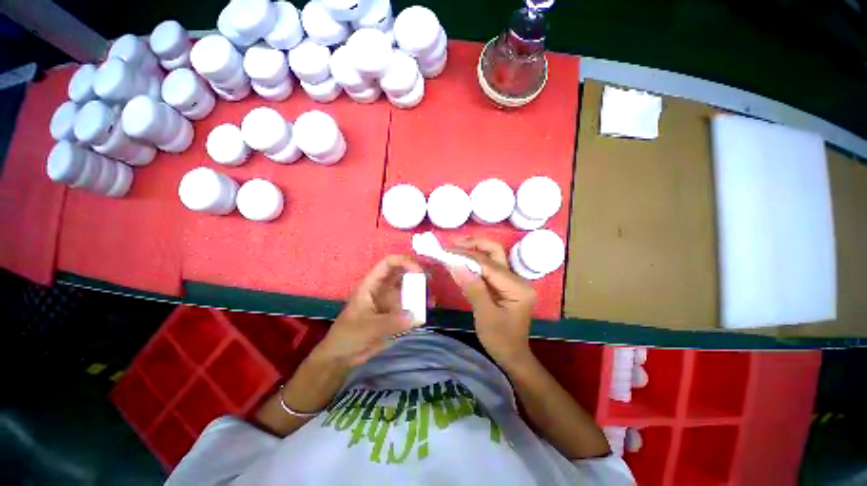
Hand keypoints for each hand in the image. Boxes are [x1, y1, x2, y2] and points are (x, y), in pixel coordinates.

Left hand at [315, 255, 422, 366]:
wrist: (343, 356)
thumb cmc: (348, 336)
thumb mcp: (368, 327)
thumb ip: (391, 322)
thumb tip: (416, 318)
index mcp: (372, 284)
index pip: (389, 263)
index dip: (405, 262)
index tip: (419, 272)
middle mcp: (384, 288)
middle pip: (403, 273)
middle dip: (418, 275)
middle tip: (431, 284)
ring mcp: (391, 300)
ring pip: (409, 288)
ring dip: (421, 290)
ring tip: (432, 299)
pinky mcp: (396, 313)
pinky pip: (411, 305)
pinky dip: (420, 305)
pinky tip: (428, 310)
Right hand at [448, 238, 535, 367]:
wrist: (513, 356)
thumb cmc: (500, 340)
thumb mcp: (485, 315)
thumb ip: (472, 287)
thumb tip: (455, 264)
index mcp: (516, 287)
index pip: (488, 264)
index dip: (466, 255)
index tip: (446, 251)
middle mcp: (517, 279)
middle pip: (494, 252)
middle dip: (473, 245)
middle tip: (452, 245)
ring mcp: (512, 280)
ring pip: (492, 257)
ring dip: (473, 250)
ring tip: (454, 249)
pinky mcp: (505, 284)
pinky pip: (489, 267)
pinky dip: (474, 262)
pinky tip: (462, 261)